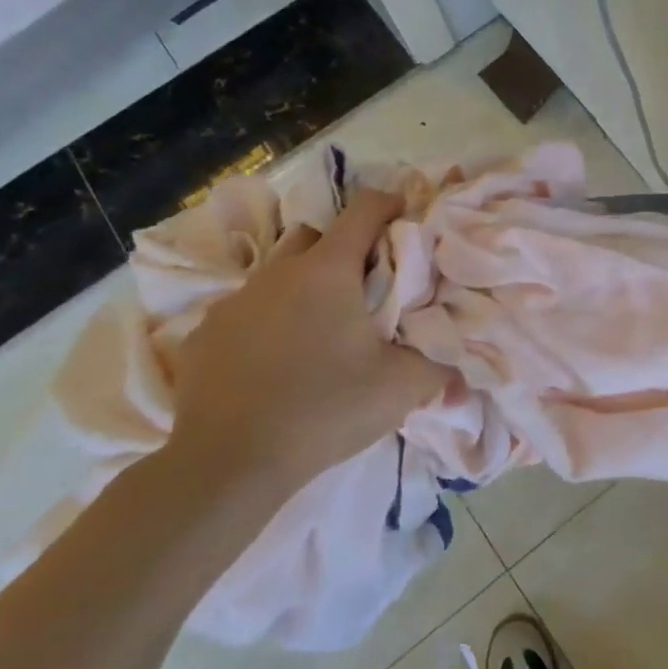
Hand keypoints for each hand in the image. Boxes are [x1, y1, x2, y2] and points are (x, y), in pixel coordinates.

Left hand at [165, 188, 449, 495]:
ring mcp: (235, 301)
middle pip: (317, 237)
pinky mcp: (205, 334)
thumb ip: (440, 368)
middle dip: (344, 249)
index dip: (392, 205)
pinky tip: (274, 363)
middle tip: (366, 288)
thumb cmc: (324, 410)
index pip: (365, 210)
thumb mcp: (401, 389)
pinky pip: (246, 312)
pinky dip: (266, 323)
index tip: (409, 219)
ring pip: (278, 274)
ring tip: (320, 331)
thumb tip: (462, 372)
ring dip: (303, 288)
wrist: (228, 462)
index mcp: (328, 271)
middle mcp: (278, 272)